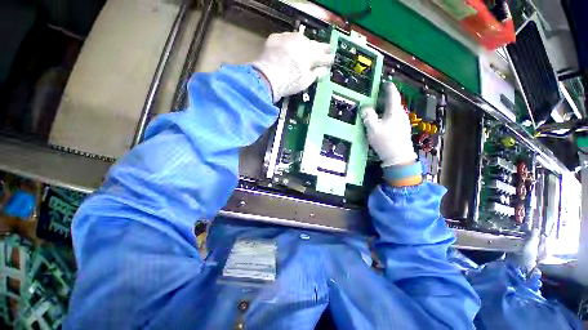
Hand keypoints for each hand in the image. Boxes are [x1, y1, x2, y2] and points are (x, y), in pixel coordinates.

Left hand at [252, 32, 334, 101]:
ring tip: (308, 46)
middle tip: (327, 48)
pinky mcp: (276, 38)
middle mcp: (302, 42)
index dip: (328, 58)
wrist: (268, 76)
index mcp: (312, 55)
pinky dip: (289, 43)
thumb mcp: (306, 81)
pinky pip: (286, 38)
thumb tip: (324, 70)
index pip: (324, 56)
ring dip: (305, 43)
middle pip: (314, 44)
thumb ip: (316, 74)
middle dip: (321, 48)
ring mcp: (289, 38)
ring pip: (301, 38)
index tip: (332, 59)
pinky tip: (289, 46)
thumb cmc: (290, 81)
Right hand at [361, 83, 416, 166]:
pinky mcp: (403, 129)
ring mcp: (403, 122)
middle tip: (375, 98)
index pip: (393, 95)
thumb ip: (368, 116)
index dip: (389, 88)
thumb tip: (365, 107)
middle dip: (385, 99)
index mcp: (394, 112)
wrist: (398, 157)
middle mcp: (401, 114)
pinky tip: (382, 121)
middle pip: (393, 103)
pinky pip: (395, 118)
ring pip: (394, 111)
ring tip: (376, 110)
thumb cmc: (385, 141)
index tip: (385, 82)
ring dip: (385, 108)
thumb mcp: (373, 129)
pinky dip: (388, 116)